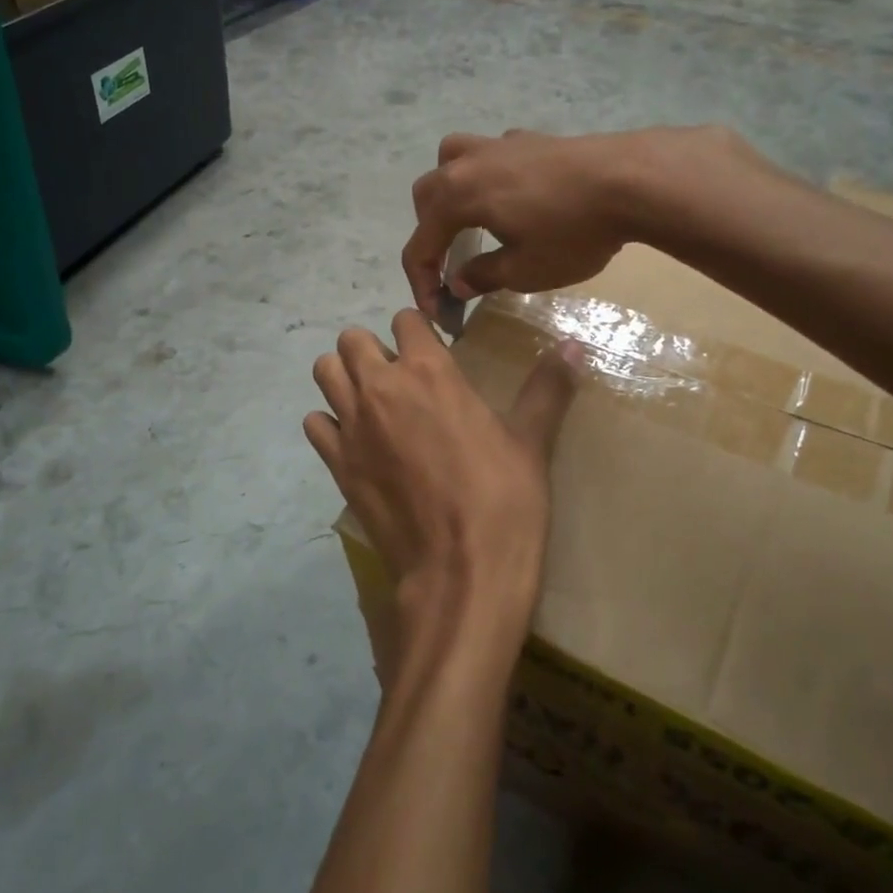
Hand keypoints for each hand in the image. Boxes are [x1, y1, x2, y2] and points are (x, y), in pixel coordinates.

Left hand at [305, 311, 582, 673]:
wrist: (459, 573)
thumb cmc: (502, 502)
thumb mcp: (532, 442)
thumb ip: (548, 388)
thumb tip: (576, 345)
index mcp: (430, 371)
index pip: (405, 319)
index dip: (417, 331)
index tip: (432, 351)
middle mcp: (382, 387)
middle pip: (352, 340)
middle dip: (371, 349)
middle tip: (398, 377)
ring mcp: (353, 426)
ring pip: (325, 372)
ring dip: (344, 377)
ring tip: (371, 402)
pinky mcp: (337, 464)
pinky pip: (315, 424)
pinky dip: (329, 425)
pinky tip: (355, 442)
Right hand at [401, 127, 760, 314]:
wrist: (631, 180)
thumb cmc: (572, 232)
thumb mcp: (524, 271)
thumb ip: (483, 275)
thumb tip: (458, 282)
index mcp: (457, 197)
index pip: (420, 244)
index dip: (422, 282)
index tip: (439, 310)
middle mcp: (467, 164)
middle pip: (426, 196)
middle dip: (429, 234)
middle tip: (450, 265)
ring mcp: (498, 145)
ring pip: (451, 160)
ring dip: (448, 191)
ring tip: (467, 218)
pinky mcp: (529, 138)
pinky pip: (489, 154)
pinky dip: (485, 176)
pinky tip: (512, 196)